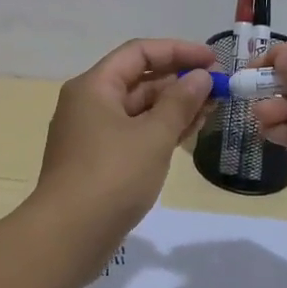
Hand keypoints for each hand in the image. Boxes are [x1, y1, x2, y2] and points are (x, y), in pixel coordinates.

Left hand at [33, 38, 216, 249]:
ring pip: (138, 109)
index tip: (213, 60)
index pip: (139, 52)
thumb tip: (200, 76)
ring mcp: (92, 134)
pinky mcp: (99, 161)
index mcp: (94, 86)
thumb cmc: (112, 176)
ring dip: (174, 107)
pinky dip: (160, 130)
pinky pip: (134, 133)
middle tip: (218, 89)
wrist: (68, 236)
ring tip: (212, 110)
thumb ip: (180, 102)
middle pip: (138, 79)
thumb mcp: (153, 136)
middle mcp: (89, 103)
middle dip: (179, 81)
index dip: (178, 51)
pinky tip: (189, 134)